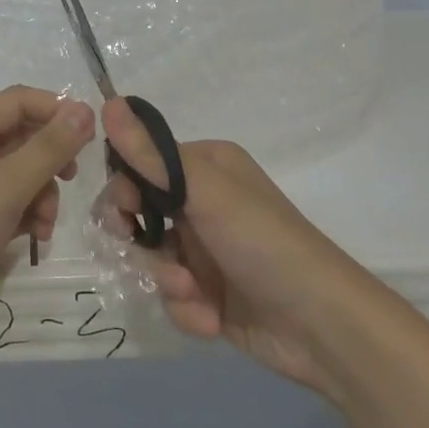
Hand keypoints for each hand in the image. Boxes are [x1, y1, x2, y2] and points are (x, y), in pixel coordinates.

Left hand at [0, 86, 95, 367]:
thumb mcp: (6, 187)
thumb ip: (48, 147)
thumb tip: (85, 109)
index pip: (17, 101)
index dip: (55, 110)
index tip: (91, 134)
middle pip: (21, 136)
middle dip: (50, 157)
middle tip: (72, 177)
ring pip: (22, 173)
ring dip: (43, 192)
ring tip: (45, 223)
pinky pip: (13, 204)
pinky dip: (30, 215)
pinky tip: (37, 237)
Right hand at [102, 100, 373, 402]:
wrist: (321, 326)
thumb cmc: (263, 241)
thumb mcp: (205, 192)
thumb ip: (151, 155)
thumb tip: (107, 102)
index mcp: (205, 167)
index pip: (142, 166)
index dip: (124, 191)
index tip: (123, 214)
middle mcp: (203, 203)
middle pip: (140, 215)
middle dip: (140, 241)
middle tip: (137, 250)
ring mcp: (206, 250)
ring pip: (152, 260)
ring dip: (167, 280)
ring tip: (193, 293)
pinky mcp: (210, 294)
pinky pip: (173, 296)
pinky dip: (187, 309)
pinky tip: (211, 319)